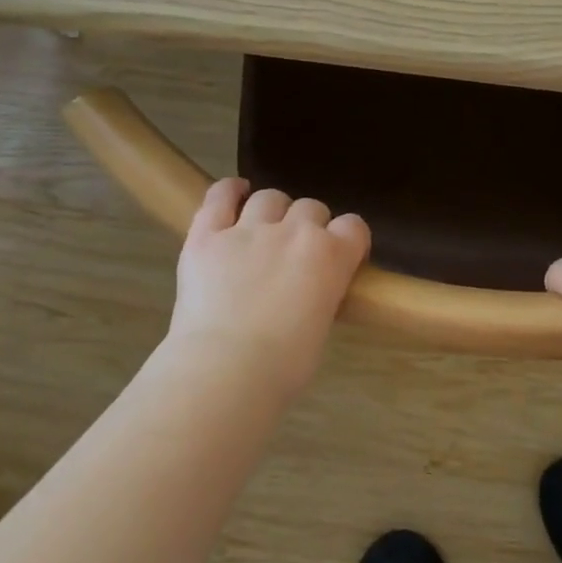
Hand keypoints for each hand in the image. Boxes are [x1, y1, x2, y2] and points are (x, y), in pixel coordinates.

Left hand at [168, 177, 370, 391]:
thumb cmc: (283, 366)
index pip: (354, 226)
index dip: (348, 240)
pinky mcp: (206, 235)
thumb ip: (320, 296)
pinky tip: (234, 194)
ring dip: (272, 211)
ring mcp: (248, 229)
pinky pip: (220, 196)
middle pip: (311, 207)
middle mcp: (294, 231)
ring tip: (264, 229)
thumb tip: (308, 295)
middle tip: (295, 254)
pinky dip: (229, 191)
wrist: (225, 371)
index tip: (341, 257)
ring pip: (269, 197)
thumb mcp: (320, 327)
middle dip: (308, 226)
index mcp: (331, 255)